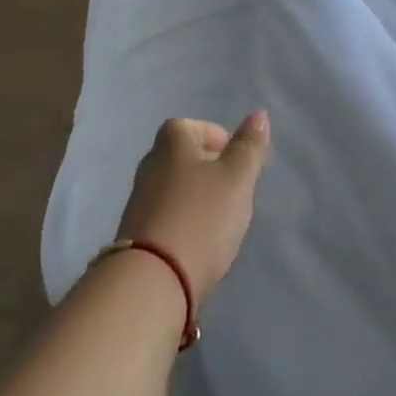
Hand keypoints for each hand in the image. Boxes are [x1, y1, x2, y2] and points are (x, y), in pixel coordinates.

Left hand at [117, 112, 270, 303]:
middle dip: (209, 169)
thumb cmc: (202, 217)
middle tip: (235, 190)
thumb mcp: (237, 177)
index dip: (218, 139)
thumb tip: (259, 114)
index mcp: (171, 142)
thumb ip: (249, 146)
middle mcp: (150, 164)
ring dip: (197, 198)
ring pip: (175, 188)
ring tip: (222, 220)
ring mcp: (139, 200)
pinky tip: (200, 243)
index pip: (194, 126)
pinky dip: (185, 221)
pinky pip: (167, 216)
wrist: (153, 281)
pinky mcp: (135, 234)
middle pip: (184, 157)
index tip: (238, 163)